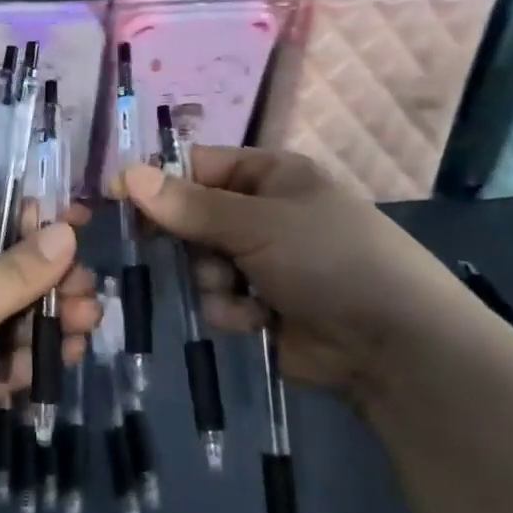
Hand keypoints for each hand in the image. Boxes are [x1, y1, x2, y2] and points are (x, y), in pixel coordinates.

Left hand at [0, 209, 99, 500]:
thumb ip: (15, 272)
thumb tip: (66, 231)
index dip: (32, 221)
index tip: (79, 221)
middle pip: (13, 274)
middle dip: (51, 279)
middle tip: (85, 287)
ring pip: (20, 317)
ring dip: (53, 317)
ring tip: (85, 320)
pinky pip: (16, 357)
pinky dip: (39, 355)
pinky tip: (66, 353)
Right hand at [119, 147, 488, 398]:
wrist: (394, 347)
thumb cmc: (329, 259)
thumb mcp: (257, 223)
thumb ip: (189, 205)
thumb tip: (126, 174)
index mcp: (269, 175)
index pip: (196, 166)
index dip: (157, 181)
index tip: (118, 198)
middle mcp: (261, 213)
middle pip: (191, 217)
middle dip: (187, 241)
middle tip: (175, 252)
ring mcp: (261, 260)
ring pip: (198, 263)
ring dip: (210, 280)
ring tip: (238, 293)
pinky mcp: (260, 304)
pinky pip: (217, 299)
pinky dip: (230, 310)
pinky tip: (256, 320)